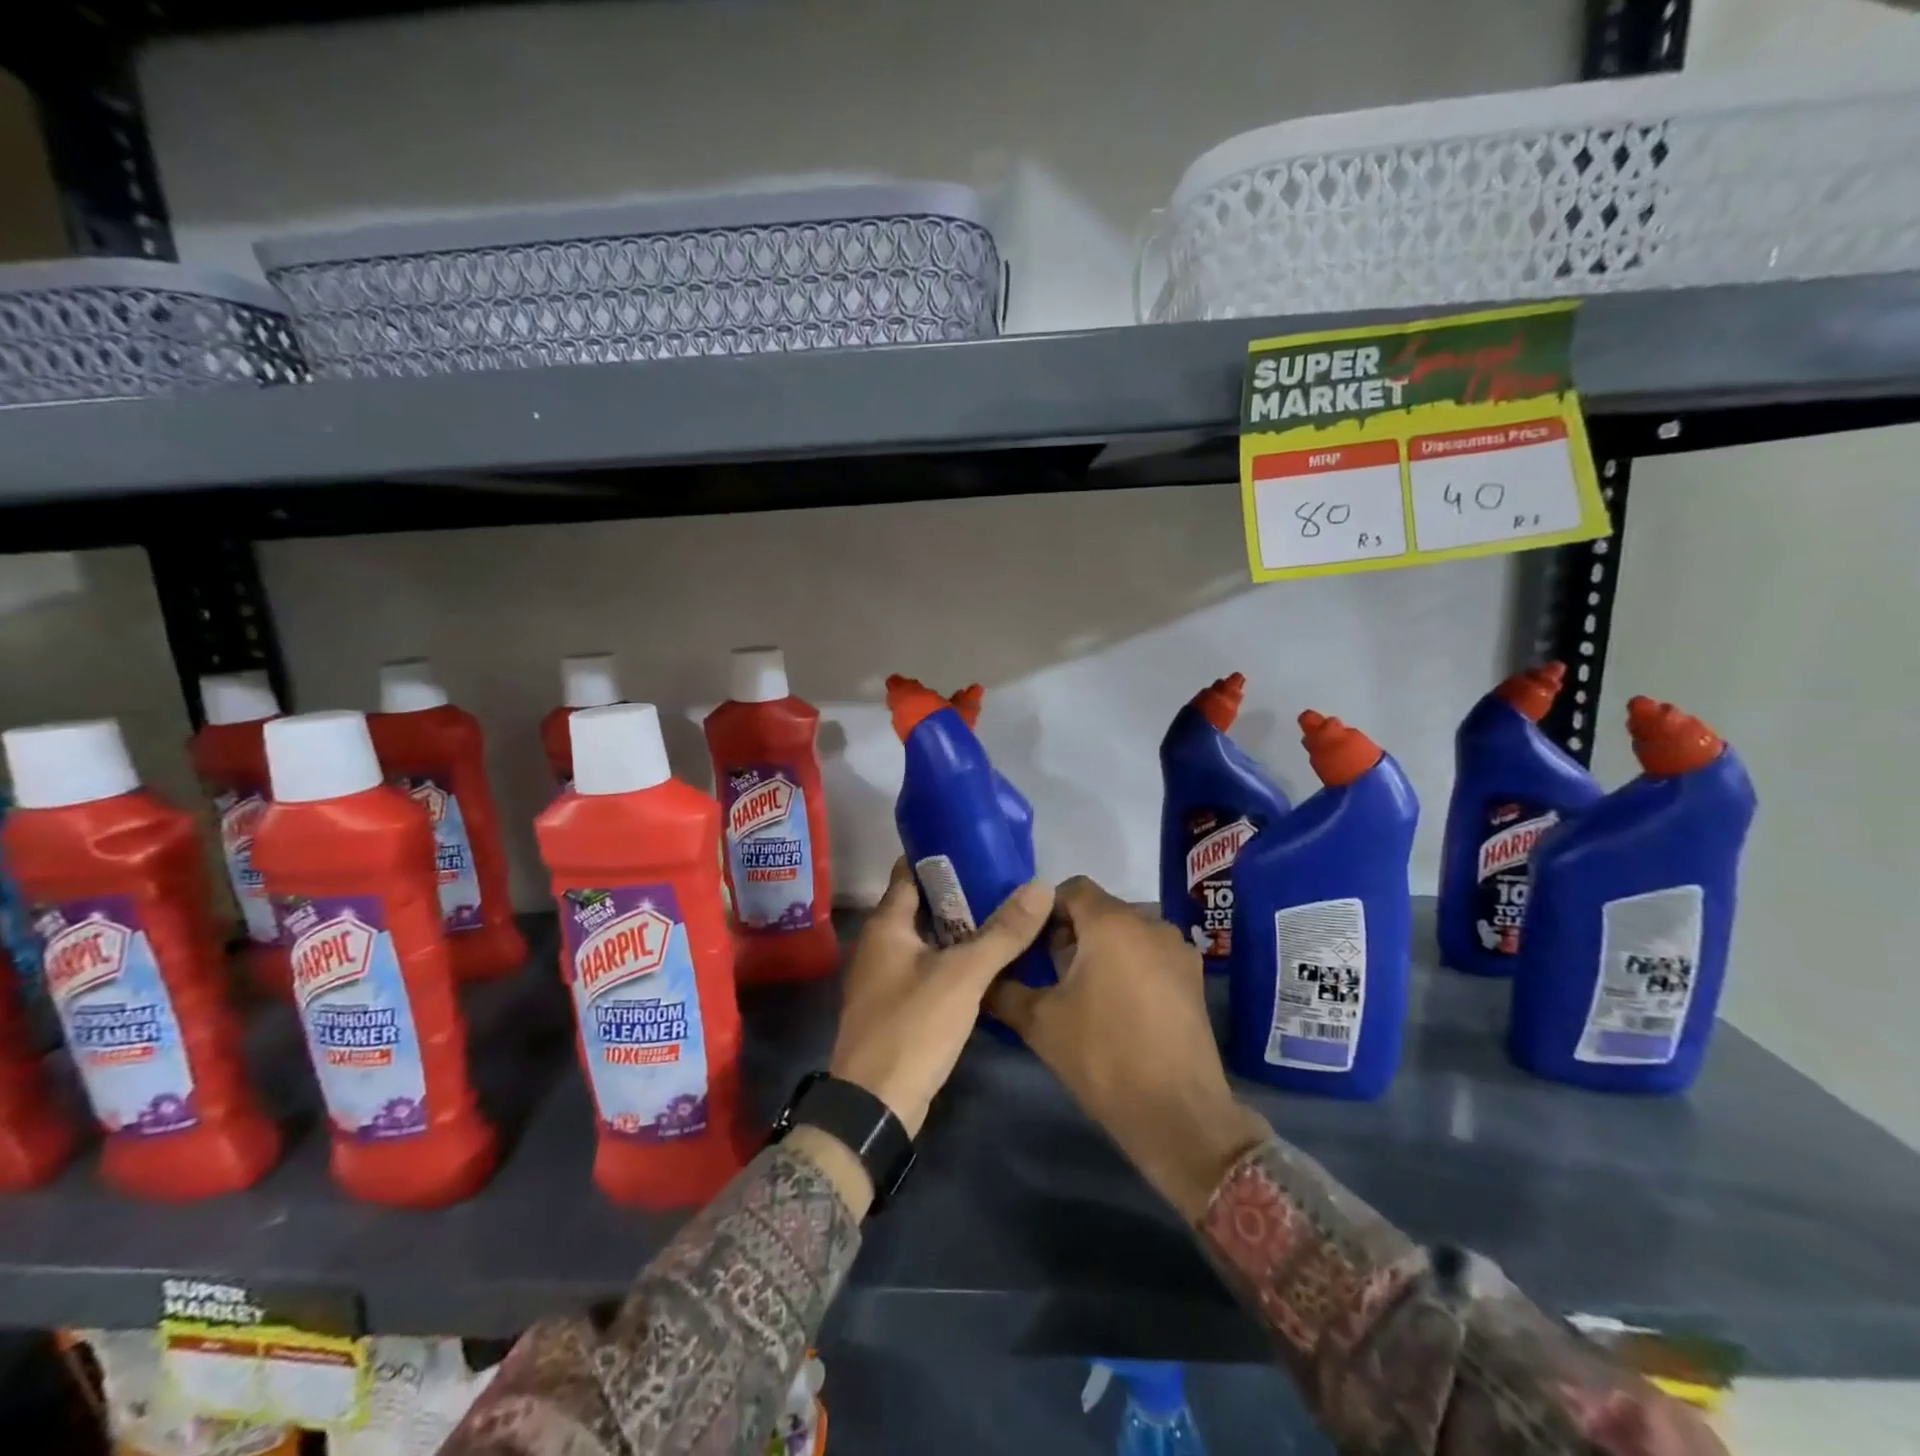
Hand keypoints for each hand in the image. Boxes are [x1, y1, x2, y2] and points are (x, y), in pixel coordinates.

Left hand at [830, 859, 1053, 1139]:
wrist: (876, 1106)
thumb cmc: (913, 1025)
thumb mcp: (963, 975)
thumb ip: (1003, 932)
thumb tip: (1041, 886)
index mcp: (886, 925)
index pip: (909, 872)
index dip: (939, 855)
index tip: (977, 843)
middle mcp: (881, 945)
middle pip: (921, 904)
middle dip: (959, 892)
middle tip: (1004, 880)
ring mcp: (887, 977)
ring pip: (928, 939)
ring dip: (960, 927)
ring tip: (1004, 913)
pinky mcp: (899, 1005)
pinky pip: (930, 967)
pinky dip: (955, 958)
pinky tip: (988, 961)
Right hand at [988, 876, 1268, 1220]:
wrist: (1177, 1113)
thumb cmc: (1103, 1056)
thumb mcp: (1040, 1023)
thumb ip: (1005, 990)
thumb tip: (982, 977)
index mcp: (1112, 923)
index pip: (1073, 889)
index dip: (1046, 909)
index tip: (1029, 942)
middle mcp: (1150, 924)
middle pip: (1101, 909)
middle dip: (1071, 931)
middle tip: (1049, 970)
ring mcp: (1178, 950)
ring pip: (1128, 932)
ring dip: (1102, 948)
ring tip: (1082, 990)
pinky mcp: (1194, 978)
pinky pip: (1151, 954)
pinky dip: (1129, 964)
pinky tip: (1117, 1005)